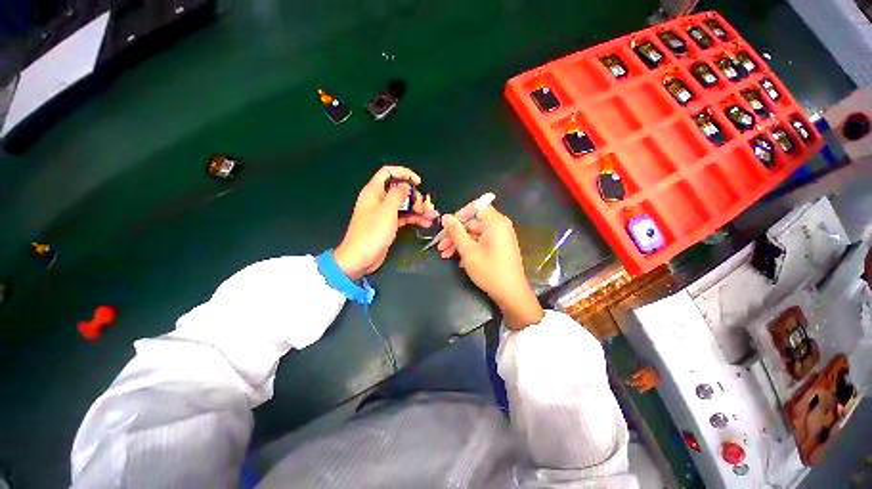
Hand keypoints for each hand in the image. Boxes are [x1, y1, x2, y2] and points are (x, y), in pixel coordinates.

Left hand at [334, 166, 438, 279]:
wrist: (360, 259)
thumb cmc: (372, 233)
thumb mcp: (386, 211)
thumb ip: (397, 195)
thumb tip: (405, 185)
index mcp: (373, 191)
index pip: (388, 172)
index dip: (403, 173)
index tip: (418, 182)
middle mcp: (378, 199)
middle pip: (399, 190)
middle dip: (414, 196)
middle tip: (424, 206)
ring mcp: (384, 213)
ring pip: (403, 204)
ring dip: (417, 208)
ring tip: (431, 216)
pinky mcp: (388, 225)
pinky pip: (403, 217)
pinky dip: (414, 219)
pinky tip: (425, 223)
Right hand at [440, 204, 543, 328]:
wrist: (511, 294)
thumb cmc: (489, 270)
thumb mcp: (468, 251)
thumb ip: (456, 232)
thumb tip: (446, 217)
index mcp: (495, 222)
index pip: (476, 207)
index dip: (460, 214)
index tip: (447, 226)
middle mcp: (499, 226)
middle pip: (473, 222)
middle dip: (455, 234)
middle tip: (440, 245)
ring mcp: (500, 238)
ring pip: (475, 234)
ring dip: (459, 243)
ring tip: (444, 254)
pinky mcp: (499, 248)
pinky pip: (481, 242)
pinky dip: (469, 248)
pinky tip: (457, 260)